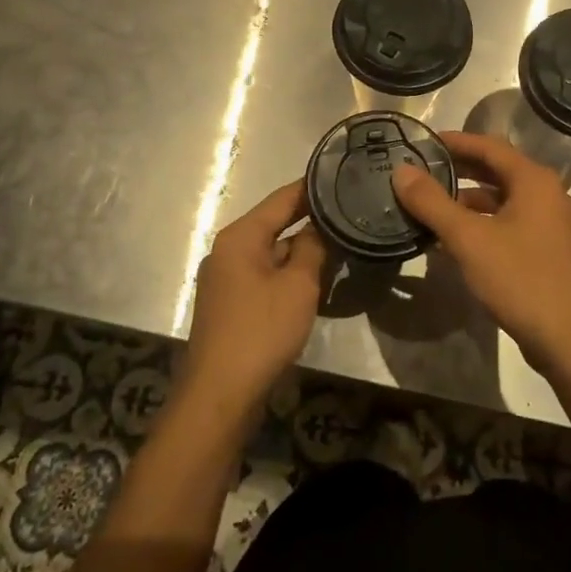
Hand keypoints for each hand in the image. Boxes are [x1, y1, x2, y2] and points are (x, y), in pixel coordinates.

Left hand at [182, 180, 326, 413]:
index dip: (312, 188)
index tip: (343, 177)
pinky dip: (288, 273)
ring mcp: (225, 279)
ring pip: (271, 253)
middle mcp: (227, 250)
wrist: (220, 394)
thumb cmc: (261, 331)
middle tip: (350, 213)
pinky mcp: (229, 305)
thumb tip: (321, 226)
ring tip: (341, 245)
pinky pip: (264, 276)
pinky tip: (315, 280)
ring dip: (301, 251)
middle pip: (274, 224)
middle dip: (310, 221)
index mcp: (240, 237)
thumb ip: (312, 248)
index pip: (282, 199)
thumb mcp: (298, 285)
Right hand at [392, 132, 570, 372]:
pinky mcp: (554, 251)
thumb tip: (401, 170)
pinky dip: (487, 223)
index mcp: (535, 181)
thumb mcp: (468, 238)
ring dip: (472, 200)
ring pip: (507, 200)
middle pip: (500, 171)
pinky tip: (461, 241)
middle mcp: (551, 194)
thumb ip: (432, 202)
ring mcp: (556, 224)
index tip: (423, 143)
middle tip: (424, 172)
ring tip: (434, 208)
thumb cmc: (520, 279)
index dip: (456, 141)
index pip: (490, 146)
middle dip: (461, 170)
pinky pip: (515, 223)